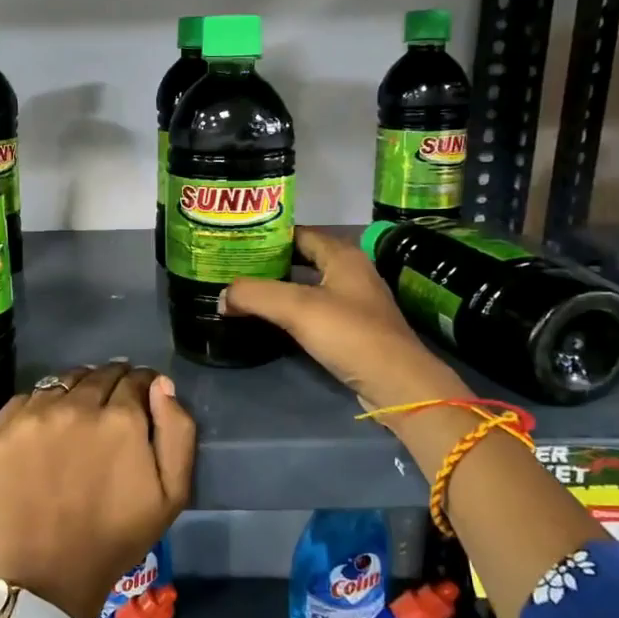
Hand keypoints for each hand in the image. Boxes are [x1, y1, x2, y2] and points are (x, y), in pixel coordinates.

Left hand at [0, 362, 194, 617]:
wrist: (49, 572)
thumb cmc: (117, 536)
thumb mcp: (172, 493)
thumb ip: (177, 431)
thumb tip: (161, 385)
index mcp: (121, 418)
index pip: (136, 378)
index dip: (143, 386)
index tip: (142, 399)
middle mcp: (76, 405)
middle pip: (100, 374)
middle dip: (113, 383)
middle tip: (113, 407)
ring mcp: (35, 415)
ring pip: (64, 380)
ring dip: (78, 389)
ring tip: (80, 412)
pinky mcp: (3, 428)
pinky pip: (29, 397)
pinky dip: (43, 404)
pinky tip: (48, 426)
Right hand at [221, 226, 470, 417]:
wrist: (396, 384)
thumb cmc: (350, 334)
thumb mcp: (296, 308)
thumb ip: (254, 294)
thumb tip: (222, 296)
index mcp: (342, 255)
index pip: (298, 233)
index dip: (267, 235)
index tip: (235, 241)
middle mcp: (350, 271)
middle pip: (301, 258)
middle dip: (268, 262)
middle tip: (232, 267)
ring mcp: (353, 301)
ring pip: (306, 286)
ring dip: (278, 288)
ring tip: (243, 292)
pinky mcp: (352, 328)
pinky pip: (313, 310)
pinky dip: (290, 311)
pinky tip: (268, 319)